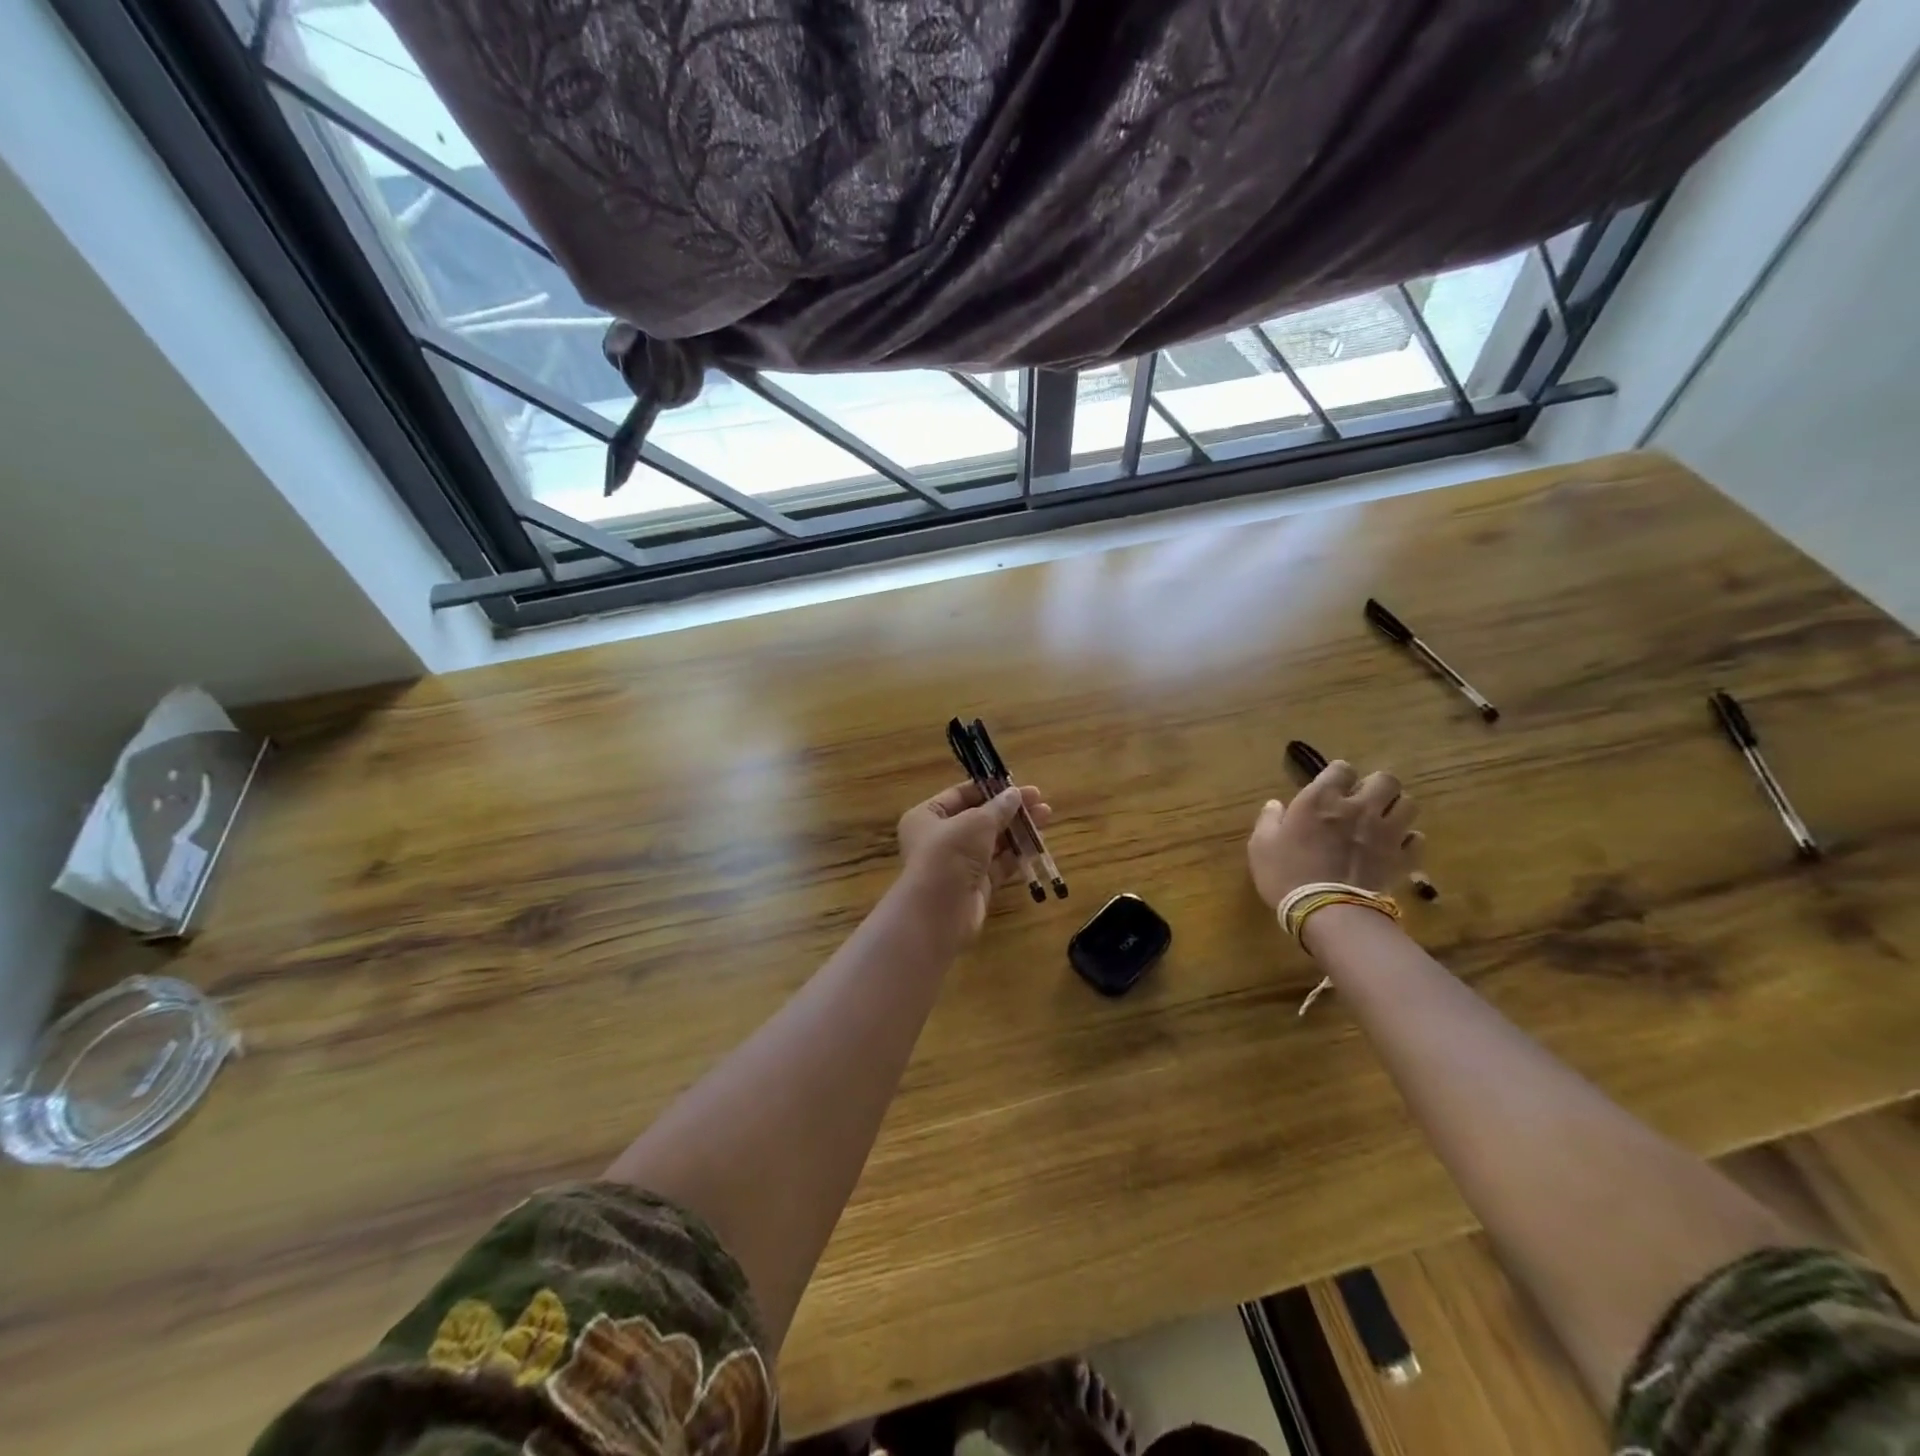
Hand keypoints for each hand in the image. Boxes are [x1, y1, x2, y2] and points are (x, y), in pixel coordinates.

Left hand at [898, 781, 1052, 937]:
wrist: (939, 912)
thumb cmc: (950, 854)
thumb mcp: (976, 823)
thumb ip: (998, 808)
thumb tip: (1016, 794)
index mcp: (927, 816)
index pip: (960, 795)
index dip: (989, 789)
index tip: (1017, 785)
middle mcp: (940, 838)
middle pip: (979, 818)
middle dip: (1009, 810)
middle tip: (1040, 801)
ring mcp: (959, 864)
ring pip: (992, 842)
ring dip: (1017, 830)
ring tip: (1046, 817)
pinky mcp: (975, 885)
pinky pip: (999, 865)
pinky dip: (1017, 855)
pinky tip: (1038, 844)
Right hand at [1246, 761, 1420, 907]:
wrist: (1327, 913)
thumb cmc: (1286, 874)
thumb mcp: (1261, 845)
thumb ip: (1269, 820)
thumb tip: (1275, 804)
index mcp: (1321, 799)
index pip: (1341, 768)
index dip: (1337, 775)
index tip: (1330, 788)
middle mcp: (1358, 807)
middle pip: (1385, 779)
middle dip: (1376, 786)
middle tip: (1362, 801)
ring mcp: (1386, 832)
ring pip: (1408, 804)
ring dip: (1396, 809)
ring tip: (1383, 821)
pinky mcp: (1402, 858)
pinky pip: (1417, 839)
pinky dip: (1408, 840)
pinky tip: (1394, 848)